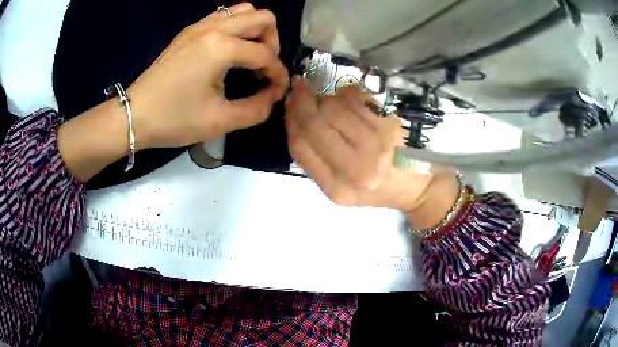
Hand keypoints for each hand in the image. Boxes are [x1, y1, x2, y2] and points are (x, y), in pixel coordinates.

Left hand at [58, 3, 288, 182]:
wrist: (134, 115)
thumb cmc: (173, 120)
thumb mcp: (219, 122)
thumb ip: (256, 108)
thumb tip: (273, 94)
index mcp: (221, 47)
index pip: (265, 53)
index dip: (278, 73)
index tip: (277, 91)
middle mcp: (213, 28)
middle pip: (262, 17)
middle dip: (272, 42)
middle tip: (262, 67)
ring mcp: (199, 26)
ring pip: (243, 11)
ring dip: (254, 31)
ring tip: (247, 56)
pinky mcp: (189, 31)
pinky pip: (223, 16)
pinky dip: (235, 29)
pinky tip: (228, 52)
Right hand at [285, 77, 435, 211]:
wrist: (417, 188)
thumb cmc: (377, 190)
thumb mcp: (341, 189)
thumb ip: (316, 161)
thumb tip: (297, 117)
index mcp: (337, 189)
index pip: (301, 146)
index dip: (291, 120)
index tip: (288, 103)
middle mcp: (356, 169)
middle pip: (316, 123)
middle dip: (302, 101)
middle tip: (300, 88)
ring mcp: (377, 146)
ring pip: (336, 107)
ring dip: (327, 97)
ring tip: (329, 99)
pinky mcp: (391, 127)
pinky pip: (358, 99)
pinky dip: (347, 94)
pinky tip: (349, 98)